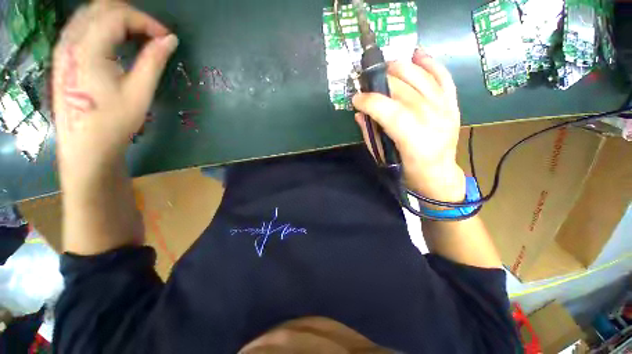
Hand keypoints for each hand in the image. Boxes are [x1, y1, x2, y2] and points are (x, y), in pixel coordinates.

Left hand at [52, 1, 177, 185]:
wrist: (86, 147)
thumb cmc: (114, 122)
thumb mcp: (139, 92)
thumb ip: (153, 61)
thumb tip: (170, 40)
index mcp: (88, 49)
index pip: (118, 16)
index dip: (146, 21)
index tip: (166, 38)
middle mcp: (71, 41)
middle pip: (101, 8)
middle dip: (132, 15)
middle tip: (153, 34)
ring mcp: (63, 48)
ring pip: (90, 14)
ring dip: (117, 18)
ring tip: (138, 35)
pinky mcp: (63, 56)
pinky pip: (82, 25)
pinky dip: (103, 25)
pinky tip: (116, 39)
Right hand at [352, 47, 465, 201]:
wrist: (438, 175)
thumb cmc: (407, 172)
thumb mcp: (383, 158)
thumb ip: (370, 134)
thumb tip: (360, 113)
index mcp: (414, 140)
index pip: (390, 110)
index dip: (370, 101)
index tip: (356, 98)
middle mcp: (433, 120)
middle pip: (405, 90)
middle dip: (381, 82)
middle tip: (367, 83)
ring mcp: (446, 109)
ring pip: (422, 78)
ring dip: (401, 67)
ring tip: (386, 67)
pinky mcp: (452, 104)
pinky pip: (443, 77)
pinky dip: (430, 64)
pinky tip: (416, 55)